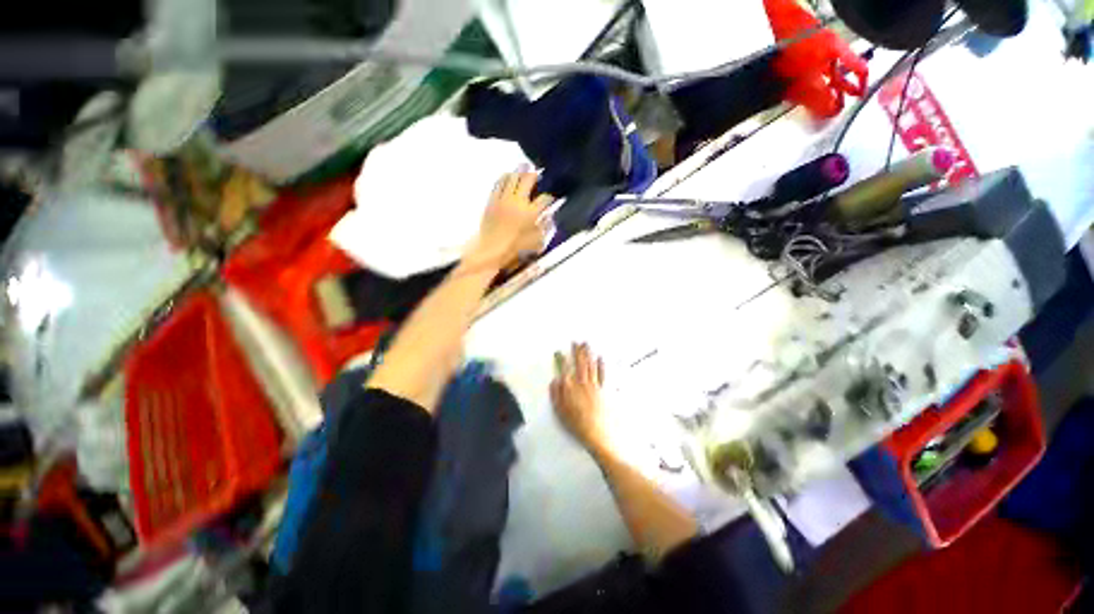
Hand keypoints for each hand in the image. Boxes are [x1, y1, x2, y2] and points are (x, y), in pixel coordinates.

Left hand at [468, 170, 553, 267]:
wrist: (491, 249)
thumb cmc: (515, 248)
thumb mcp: (535, 242)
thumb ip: (543, 228)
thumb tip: (549, 217)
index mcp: (530, 213)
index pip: (544, 199)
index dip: (550, 198)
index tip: (551, 199)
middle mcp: (518, 202)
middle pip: (527, 180)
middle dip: (534, 175)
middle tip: (537, 172)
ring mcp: (504, 199)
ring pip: (512, 178)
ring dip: (519, 172)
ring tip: (523, 169)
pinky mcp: (492, 200)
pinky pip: (498, 184)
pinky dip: (504, 178)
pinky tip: (507, 176)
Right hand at [551, 343, 608, 452]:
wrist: (596, 433)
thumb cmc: (576, 424)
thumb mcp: (560, 411)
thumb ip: (556, 394)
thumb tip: (554, 380)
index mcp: (570, 387)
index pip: (564, 369)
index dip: (561, 359)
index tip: (559, 351)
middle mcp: (582, 383)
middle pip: (579, 363)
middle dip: (577, 351)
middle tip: (576, 341)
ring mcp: (594, 385)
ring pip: (590, 365)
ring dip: (588, 353)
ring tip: (586, 344)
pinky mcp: (603, 390)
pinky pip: (602, 374)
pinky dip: (601, 365)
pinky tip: (600, 357)